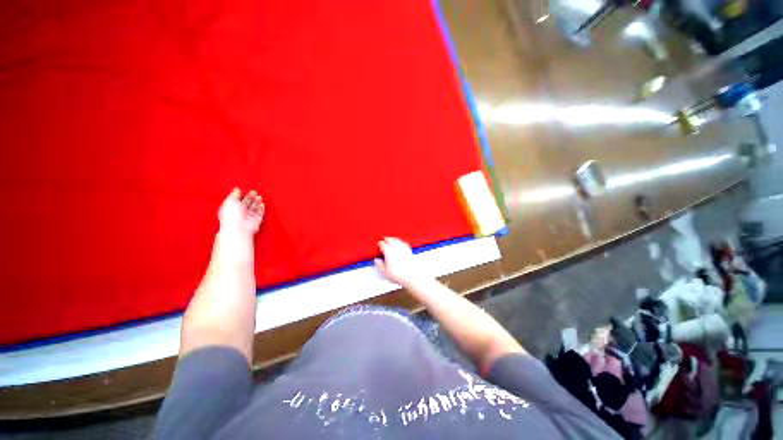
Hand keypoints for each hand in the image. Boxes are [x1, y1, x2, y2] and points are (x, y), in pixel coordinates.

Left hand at [218, 188, 264, 235]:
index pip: (236, 201)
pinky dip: (261, 209)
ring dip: (257, 202)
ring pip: (254, 208)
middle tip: (254, 192)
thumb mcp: (230, 201)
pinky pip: (260, 214)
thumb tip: (237, 189)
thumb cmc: (231, 216)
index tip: (244, 190)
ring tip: (259, 197)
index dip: (241, 195)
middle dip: (250, 198)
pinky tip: (262, 204)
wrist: (239, 228)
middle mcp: (239, 214)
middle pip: (246, 204)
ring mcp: (247, 218)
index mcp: (230, 209)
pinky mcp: (255, 221)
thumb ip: (234, 195)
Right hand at [374, 237, 428, 287]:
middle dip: (387, 239)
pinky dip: (401, 242)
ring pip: (397, 240)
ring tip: (392, 239)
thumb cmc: (398, 274)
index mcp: (388, 252)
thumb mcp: (384, 271)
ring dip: (394, 239)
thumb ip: (379, 265)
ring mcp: (403, 249)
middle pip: (390, 240)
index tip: (379, 244)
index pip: (383, 245)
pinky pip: (404, 243)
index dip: (380, 244)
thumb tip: (377, 260)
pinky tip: (402, 243)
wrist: (410, 275)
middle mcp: (396, 249)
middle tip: (385, 239)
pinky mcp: (409, 251)